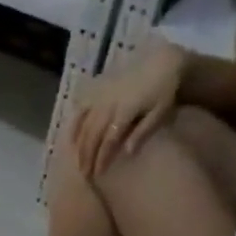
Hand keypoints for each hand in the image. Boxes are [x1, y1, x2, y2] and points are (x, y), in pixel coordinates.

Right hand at [71, 40, 186, 181]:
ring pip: (84, 124)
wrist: (162, 62)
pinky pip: (81, 108)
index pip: (109, 139)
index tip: (98, 173)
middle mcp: (109, 104)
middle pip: (93, 134)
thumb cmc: (164, 91)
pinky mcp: (97, 90)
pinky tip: (71, 138)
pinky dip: (74, 124)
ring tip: (77, 161)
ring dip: (79, 145)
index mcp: (125, 110)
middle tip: (84, 173)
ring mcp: (101, 96)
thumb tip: (127, 152)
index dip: (102, 158)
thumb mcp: (160, 112)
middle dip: (87, 155)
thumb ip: (143, 131)